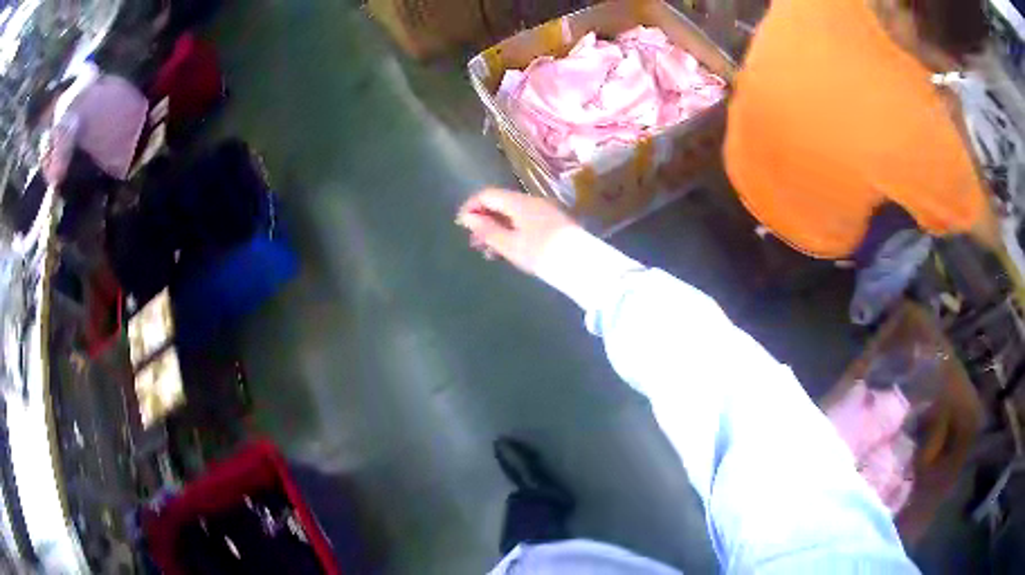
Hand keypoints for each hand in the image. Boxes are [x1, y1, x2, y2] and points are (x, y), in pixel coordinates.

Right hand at [456, 188, 576, 274]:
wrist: (581, 263)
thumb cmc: (541, 253)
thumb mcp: (510, 245)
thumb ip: (487, 230)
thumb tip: (468, 218)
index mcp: (519, 202)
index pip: (487, 194)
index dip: (471, 206)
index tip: (460, 224)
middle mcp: (531, 201)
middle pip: (500, 204)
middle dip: (484, 220)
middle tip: (473, 242)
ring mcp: (543, 212)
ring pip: (512, 215)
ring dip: (497, 229)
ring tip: (488, 252)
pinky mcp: (552, 224)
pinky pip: (524, 222)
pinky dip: (511, 232)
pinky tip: (507, 250)